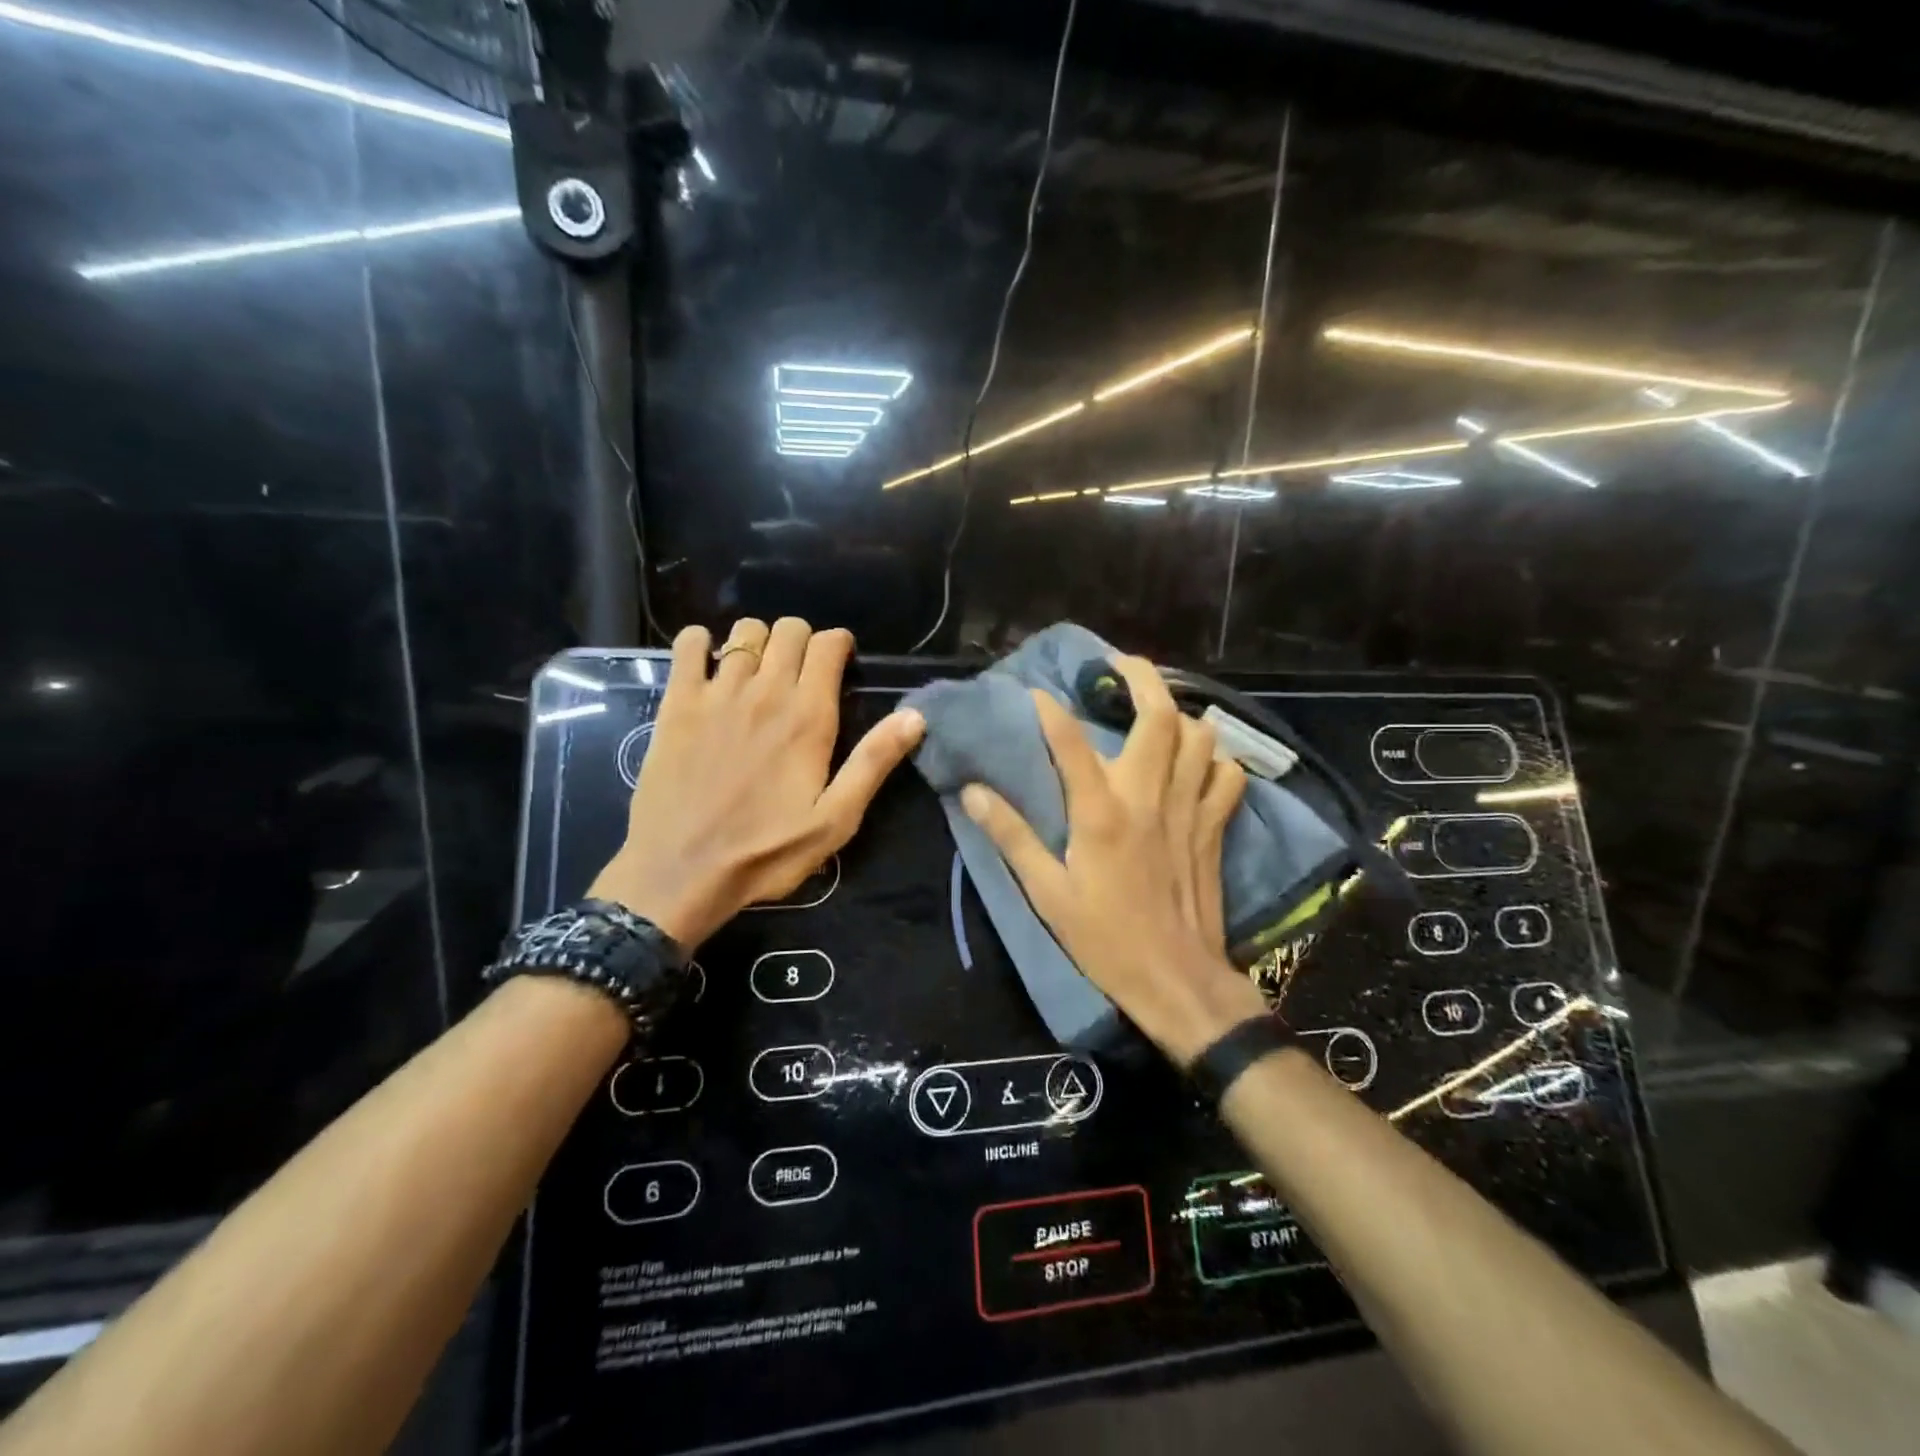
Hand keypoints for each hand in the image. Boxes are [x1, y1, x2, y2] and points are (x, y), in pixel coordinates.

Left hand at [589, 618, 924, 945]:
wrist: (681, 871)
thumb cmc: (766, 851)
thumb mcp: (835, 819)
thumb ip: (874, 763)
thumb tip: (915, 716)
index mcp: (809, 717)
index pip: (828, 645)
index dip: (839, 644)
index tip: (840, 664)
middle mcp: (766, 691)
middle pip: (789, 629)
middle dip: (802, 640)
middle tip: (801, 672)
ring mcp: (717, 692)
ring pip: (745, 632)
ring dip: (759, 642)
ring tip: (758, 672)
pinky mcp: (677, 702)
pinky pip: (688, 644)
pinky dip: (701, 641)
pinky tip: (708, 664)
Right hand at [959, 655, 1268, 1064]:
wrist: (1176, 980)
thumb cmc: (1105, 939)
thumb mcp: (1047, 893)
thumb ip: (1012, 837)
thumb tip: (972, 793)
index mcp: (1101, 813)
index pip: (1072, 742)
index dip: (1051, 710)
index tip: (1035, 692)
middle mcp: (1149, 798)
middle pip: (1158, 717)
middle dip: (1140, 677)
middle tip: (1117, 666)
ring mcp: (1189, 809)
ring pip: (1200, 736)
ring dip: (1179, 714)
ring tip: (1154, 710)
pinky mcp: (1214, 827)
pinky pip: (1227, 775)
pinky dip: (1214, 758)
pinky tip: (1196, 761)